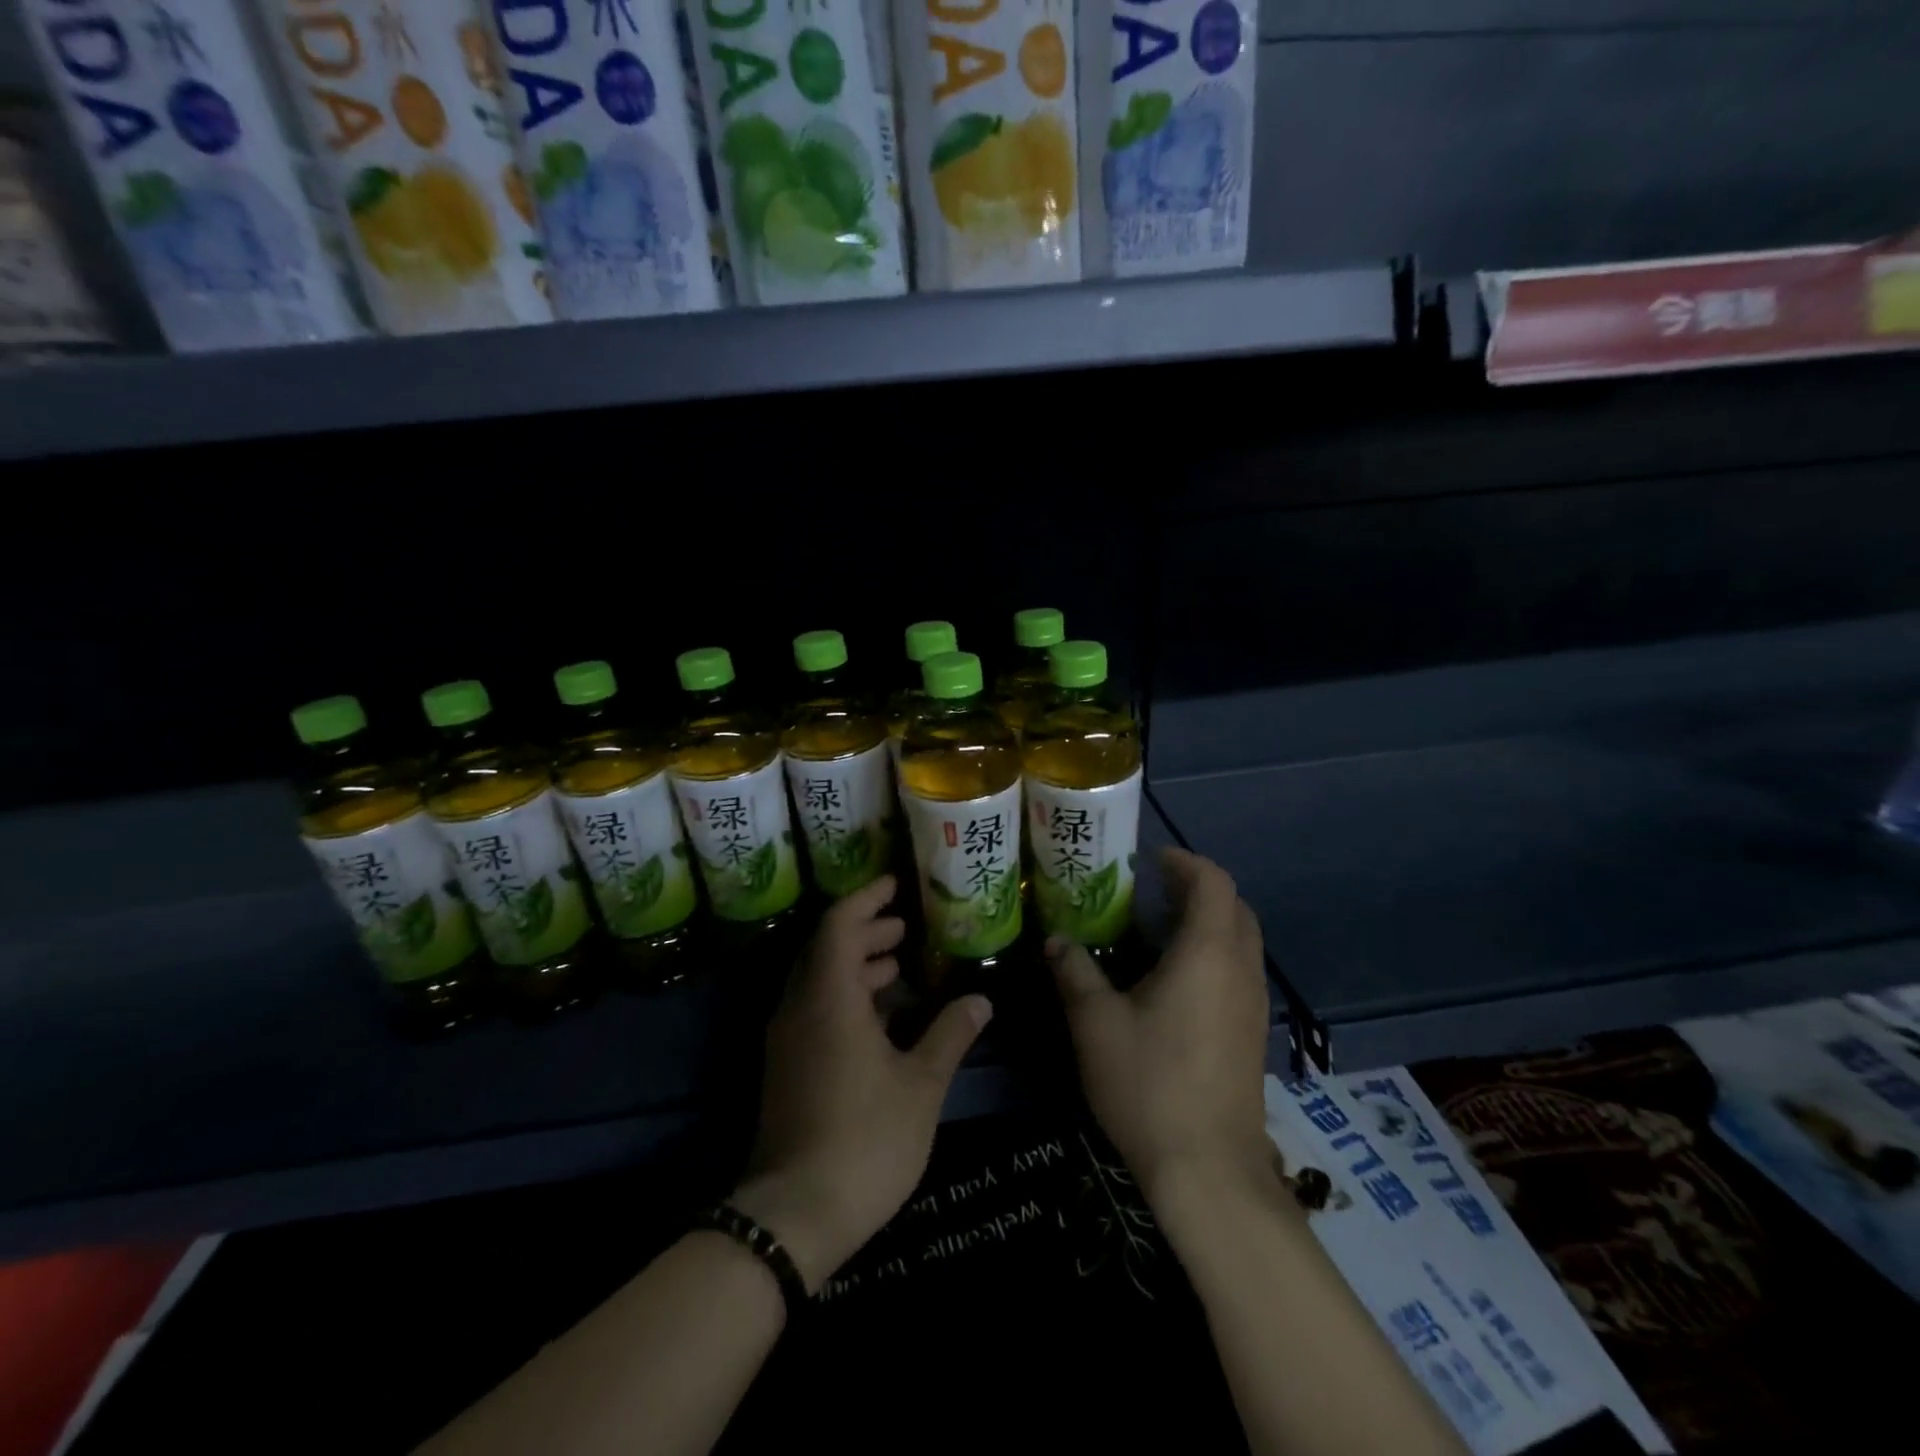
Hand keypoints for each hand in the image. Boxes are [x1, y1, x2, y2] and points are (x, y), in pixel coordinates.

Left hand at [733, 875, 991, 1291]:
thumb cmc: (864, 1138)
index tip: (895, 884)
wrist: (793, 1216)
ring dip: (855, 965)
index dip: (866, 899)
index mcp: (829, 998)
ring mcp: (787, 1039)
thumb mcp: (920, 1085)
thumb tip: (981, 1000)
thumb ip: (950, 1035)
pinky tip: (880, 1017)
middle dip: (865, 931)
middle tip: (905, 927)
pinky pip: (814, 1009)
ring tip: (897, 965)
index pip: (839, 924)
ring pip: (819, 981)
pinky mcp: (786, 1067)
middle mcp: (800, 1008)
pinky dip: (845, 996)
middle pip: (826, 948)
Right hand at [1048, 848, 1271, 1203]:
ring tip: (1157, 928)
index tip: (1149, 859)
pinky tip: (1174, 979)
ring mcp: (1253, 1004)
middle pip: (1234, 906)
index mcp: (1209, 954)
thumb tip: (1057, 940)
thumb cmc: (1150, 1084)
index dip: (1184, 862)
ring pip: (1241, 940)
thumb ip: (1076, 973)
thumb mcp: (1096, 1023)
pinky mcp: (1253, 1033)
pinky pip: (1239, 969)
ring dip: (1207, 921)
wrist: (1209, 1171)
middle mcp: (1241, 970)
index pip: (1213, 882)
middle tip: (1151, 890)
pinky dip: (1213, 953)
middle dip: (1197, 888)